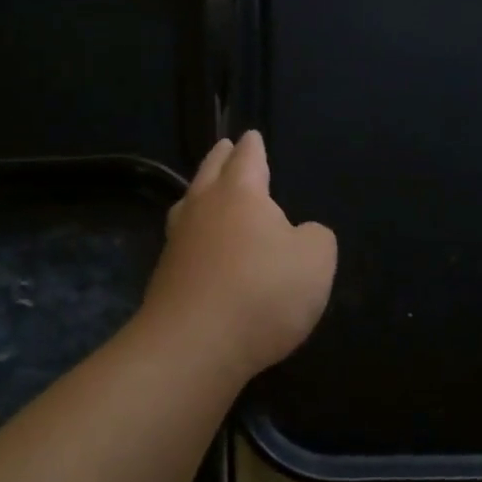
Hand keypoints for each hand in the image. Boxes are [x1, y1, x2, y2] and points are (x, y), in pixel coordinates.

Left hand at [140, 131, 336, 382]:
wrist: (195, 346)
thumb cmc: (263, 292)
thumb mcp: (316, 260)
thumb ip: (315, 238)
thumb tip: (300, 234)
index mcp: (240, 194)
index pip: (247, 159)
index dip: (253, 146)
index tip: (250, 135)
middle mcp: (202, 210)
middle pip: (210, 174)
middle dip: (220, 158)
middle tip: (224, 147)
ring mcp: (177, 244)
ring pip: (189, 205)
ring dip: (200, 193)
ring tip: (206, 190)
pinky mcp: (165, 279)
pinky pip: (184, 242)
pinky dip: (195, 235)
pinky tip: (202, 246)